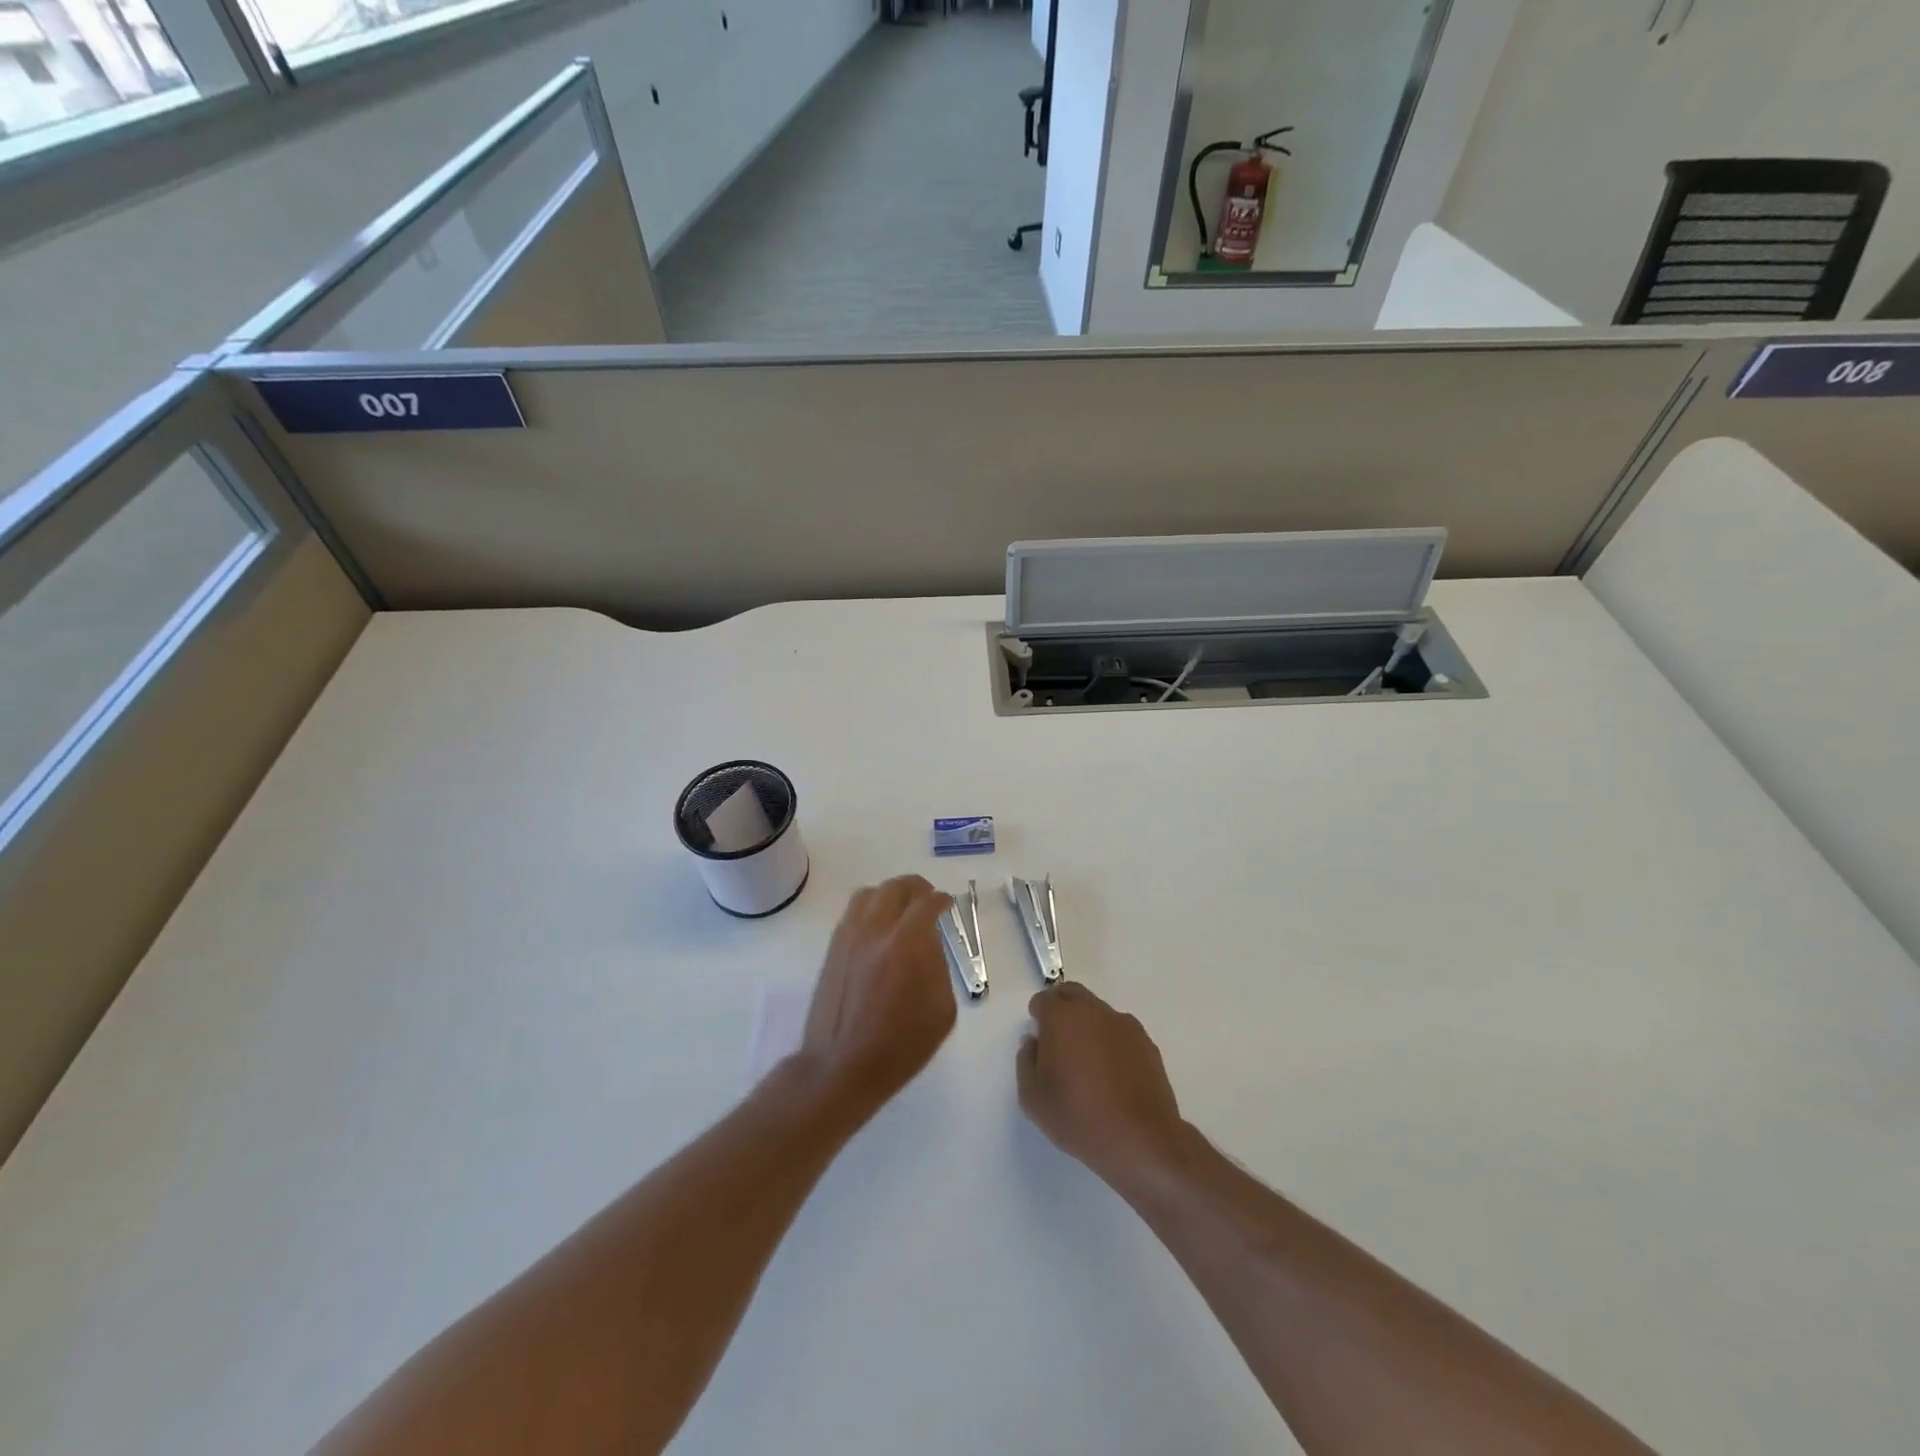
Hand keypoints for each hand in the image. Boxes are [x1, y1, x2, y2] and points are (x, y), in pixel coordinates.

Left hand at [799, 876, 956, 1112]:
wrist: (842, 1066)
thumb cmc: (901, 1045)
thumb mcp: (942, 1009)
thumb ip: (939, 967)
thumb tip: (929, 947)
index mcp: (908, 942)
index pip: (928, 902)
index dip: (942, 900)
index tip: (948, 904)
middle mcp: (876, 929)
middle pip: (896, 887)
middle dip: (916, 888)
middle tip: (927, 899)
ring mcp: (849, 936)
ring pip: (869, 894)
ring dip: (889, 894)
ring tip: (900, 909)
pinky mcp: (833, 948)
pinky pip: (852, 913)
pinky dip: (869, 909)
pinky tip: (877, 928)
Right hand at [1017, 983, 1187, 1187]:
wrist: (1140, 1139)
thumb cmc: (1078, 1117)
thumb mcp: (1032, 1097)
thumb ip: (1026, 1061)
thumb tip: (1034, 1042)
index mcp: (1062, 1018)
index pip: (1043, 1000)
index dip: (1038, 1016)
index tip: (1039, 1040)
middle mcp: (1094, 1011)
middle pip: (1072, 994)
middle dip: (1061, 1008)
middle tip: (1057, 1040)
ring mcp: (1124, 1024)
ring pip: (1097, 1011)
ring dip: (1087, 1024)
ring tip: (1087, 1061)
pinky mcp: (1146, 1042)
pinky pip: (1119, 1031)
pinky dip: (1110, 1041)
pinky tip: (1111, 1073)